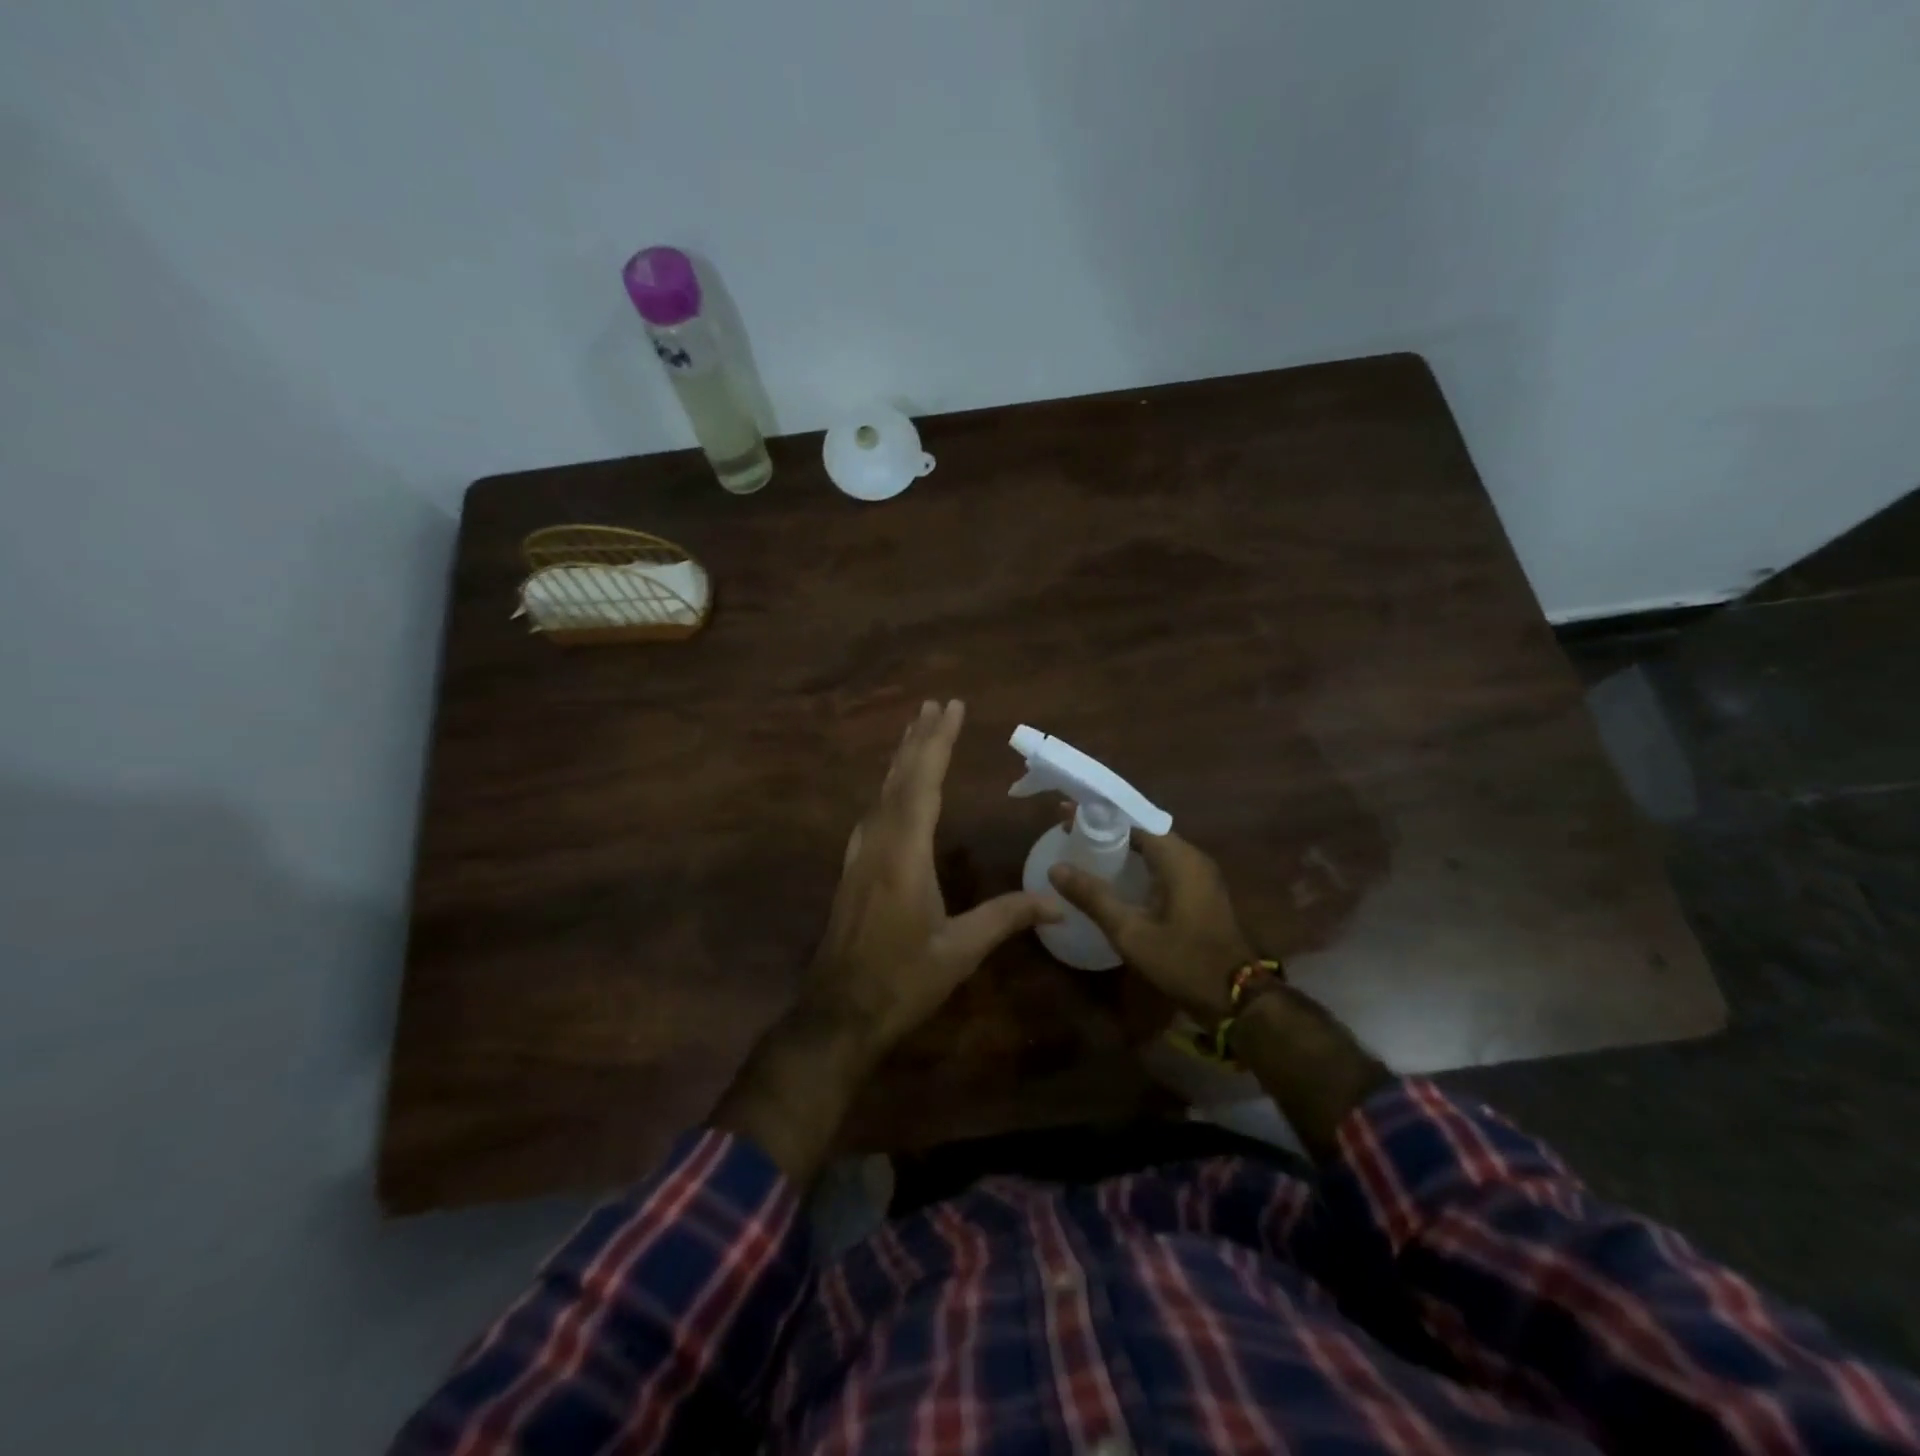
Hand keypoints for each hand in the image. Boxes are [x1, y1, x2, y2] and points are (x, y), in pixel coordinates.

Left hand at [803, 699, 1061, 1058]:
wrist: (839, 1013)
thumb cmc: (902, 981)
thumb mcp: (960, 950)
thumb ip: (1007, 918)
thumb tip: (1057, 903)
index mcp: (904, 854)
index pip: (923, 783)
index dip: (938, 743)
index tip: (951, 707)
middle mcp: (878, 843)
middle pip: (899, 779)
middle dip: (919, 739)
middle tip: (934, 704)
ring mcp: (860, 855)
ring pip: (882, 794)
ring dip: (901, 760)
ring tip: (916, 732)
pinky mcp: (853, 870)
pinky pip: (874, 813)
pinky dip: (890, 789)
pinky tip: (893, 791)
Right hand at [1048, 828, 1256, 1022]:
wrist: (1236, 997)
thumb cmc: (1182, 960)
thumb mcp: (1130, 932)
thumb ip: (1094, 897)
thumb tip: (1056, 868)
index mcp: (1178, 857)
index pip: (1132, 820)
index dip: (1097, 816)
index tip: (1065, 815)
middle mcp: (1192, 857)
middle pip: (1142, 831)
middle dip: (1105, 830)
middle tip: (1070, 832)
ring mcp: (1200, 874)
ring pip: (1154, 848)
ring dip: (1122, 847)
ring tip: (1086, 851)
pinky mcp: (1201, 891)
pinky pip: (1164, 864)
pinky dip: (1138, 864)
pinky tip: (1116, 878)